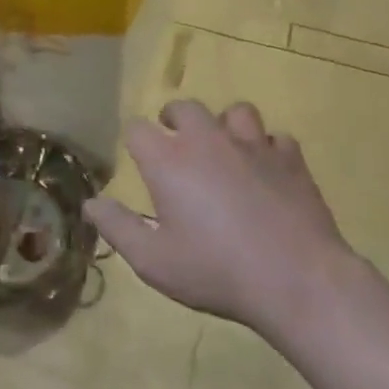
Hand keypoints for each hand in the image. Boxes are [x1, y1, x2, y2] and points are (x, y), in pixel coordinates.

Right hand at [83, 99, 360, 334]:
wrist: (297, 281)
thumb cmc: (216, 271)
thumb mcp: (154, 261)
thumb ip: (118, 228)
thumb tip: (90, 204)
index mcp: (169, 160)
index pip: (137, 128)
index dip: (134, 141)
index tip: (138, 160)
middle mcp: (207, 140)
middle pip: (185, 107)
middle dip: (175, 119)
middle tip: (175, 144)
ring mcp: (253, 145)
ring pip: (236, 112)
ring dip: (226, 126)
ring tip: (225, 150)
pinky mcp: (291, 160)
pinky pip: (277, 139)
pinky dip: (269, 150)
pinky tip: (268, 172)